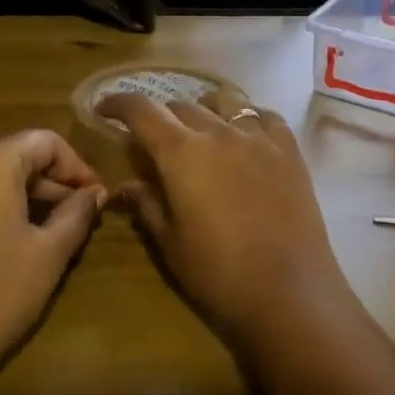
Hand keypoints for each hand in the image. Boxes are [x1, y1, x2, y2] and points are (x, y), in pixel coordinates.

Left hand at [0, 131, 106, 375]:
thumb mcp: (49, 254)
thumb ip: (77, 213)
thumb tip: (94, 193)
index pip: (46, 142)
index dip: (77, 167)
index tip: (94, 199)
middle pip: (12, 154)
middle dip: (47, 182)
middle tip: (73, 217)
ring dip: (16, 194)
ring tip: (39, 231)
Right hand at [100, 89, 348, 348]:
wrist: (290, 293)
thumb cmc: (219, 274)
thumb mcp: (170, 243)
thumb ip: (146, 205)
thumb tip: (123, 186)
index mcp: (181, 153)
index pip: (141, 110)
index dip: (117, 103)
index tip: (103, 109)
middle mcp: (218, 132)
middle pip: (180, 105)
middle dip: (159, 116)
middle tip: (153, 139)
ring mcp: (258, 138)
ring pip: (224, 102)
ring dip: (202, 109)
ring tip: (200, 130)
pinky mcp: (289, 151)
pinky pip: (264, 116)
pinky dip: (246, 118)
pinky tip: (245, 136)